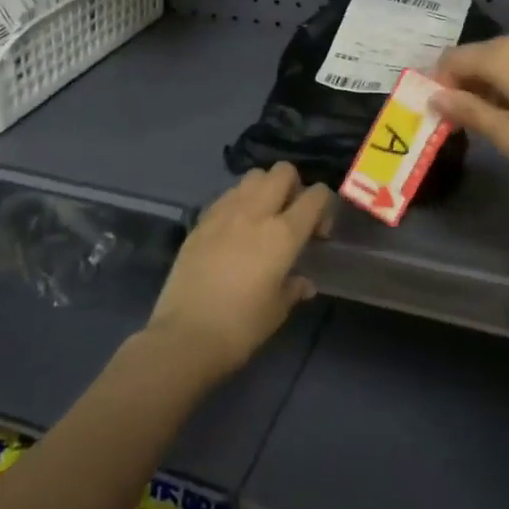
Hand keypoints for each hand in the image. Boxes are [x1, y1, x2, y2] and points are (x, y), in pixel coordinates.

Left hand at [145, 163, 332, 380]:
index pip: (316, 195)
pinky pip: (227, 195)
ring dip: (264, 189)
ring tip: (261, 218)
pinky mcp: (201, 220)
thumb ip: (294, 288)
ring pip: (253, 176)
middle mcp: (256, 212)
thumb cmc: (241, 327)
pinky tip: (234, 230)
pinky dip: (238, 202)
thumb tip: (303, 283)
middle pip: (283, 172)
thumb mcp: (277, 310)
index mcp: (283, 233)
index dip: (324, 207)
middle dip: (294, 187)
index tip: (317, 234)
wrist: (184, 337)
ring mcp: (225, 212)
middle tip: (290, 216)